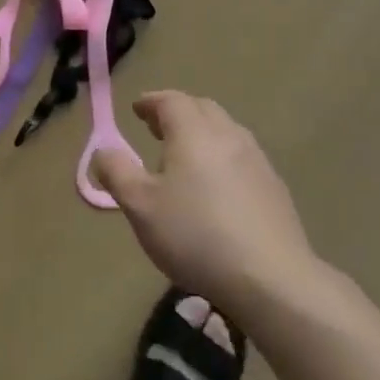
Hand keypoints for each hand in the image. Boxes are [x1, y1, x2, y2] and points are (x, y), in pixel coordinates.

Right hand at [93, 92, 317, 314]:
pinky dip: (222, 157)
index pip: (170, 101)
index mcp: (193, 132)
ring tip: (185, 157)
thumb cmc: (195, 236)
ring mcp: (257, 160)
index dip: (150, 102)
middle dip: (177, 112)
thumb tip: (103, 150)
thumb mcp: (140, 206)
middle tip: (156, 129)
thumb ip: (117, 172)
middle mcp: (228, 135)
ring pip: (225, 131)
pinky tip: (217, 187)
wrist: (271, 279)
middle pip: (202, 108)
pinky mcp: (275, 188)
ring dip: (202, 133)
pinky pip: (242, 157)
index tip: (136, 110)